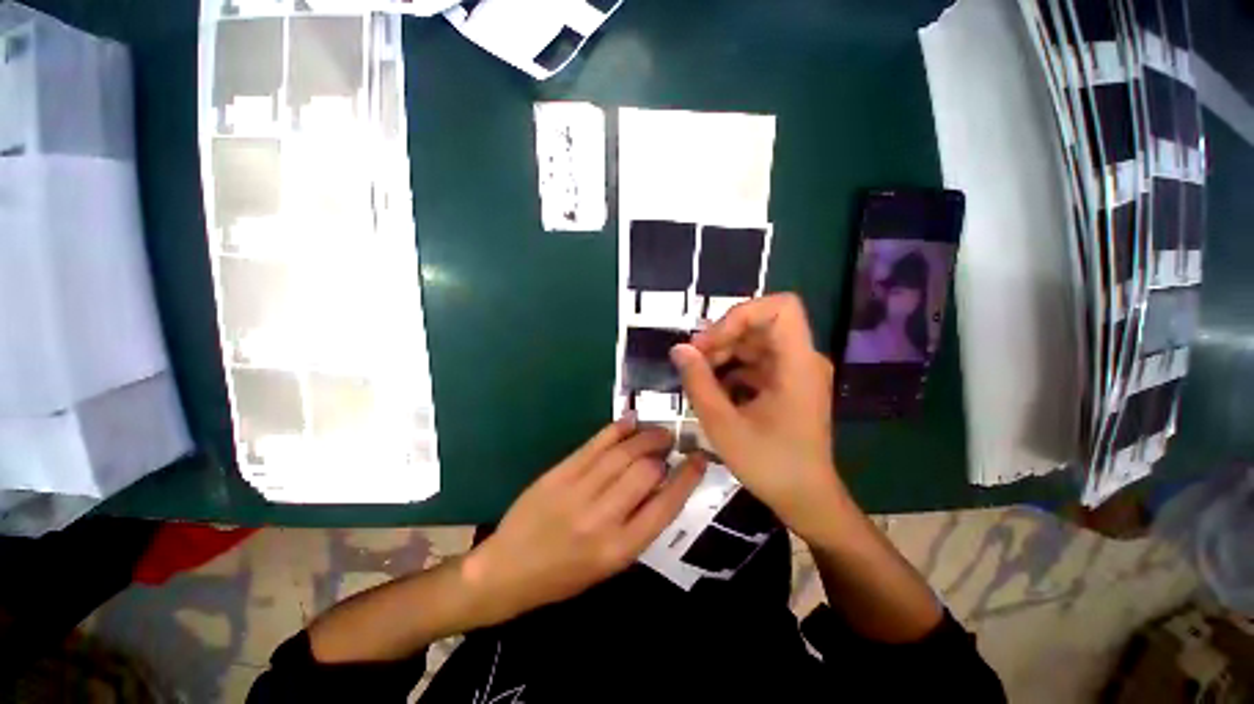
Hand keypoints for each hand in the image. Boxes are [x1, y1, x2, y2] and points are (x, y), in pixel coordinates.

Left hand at [464, 418, 705, 622]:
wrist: (507, 571)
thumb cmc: (563, 576)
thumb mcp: (609, 564)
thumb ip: (638, 525)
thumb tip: (663, 485)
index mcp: (619, 549)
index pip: (665, 506)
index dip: (687, 478)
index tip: (699, 459)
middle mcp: (602, 518)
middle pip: (644, 472)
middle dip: (663, 453)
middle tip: (671, 443)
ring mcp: (578, 491)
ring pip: (622, 453)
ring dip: (645, 436)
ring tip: (658, 430)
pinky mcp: (560, 473)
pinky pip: (594, 444)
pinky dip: (616, 429)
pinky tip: (630, 420)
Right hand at [670, 293, 843, 541]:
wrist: (806, 500)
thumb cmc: (769, 465)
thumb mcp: (723, 424)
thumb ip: (698, 382)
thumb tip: (678, 349)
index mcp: (798, 364)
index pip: (780, 307)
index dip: (741, 313)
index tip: (710, 340)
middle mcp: (803, 360)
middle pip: (761, 324)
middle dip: (723, 337)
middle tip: (693, 361)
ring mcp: (796, 372)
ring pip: (755, 343)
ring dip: (724, 353)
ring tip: (699, 377)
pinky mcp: (788, 384)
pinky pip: (757, 362)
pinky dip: (732, 369)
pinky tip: (714, 389)